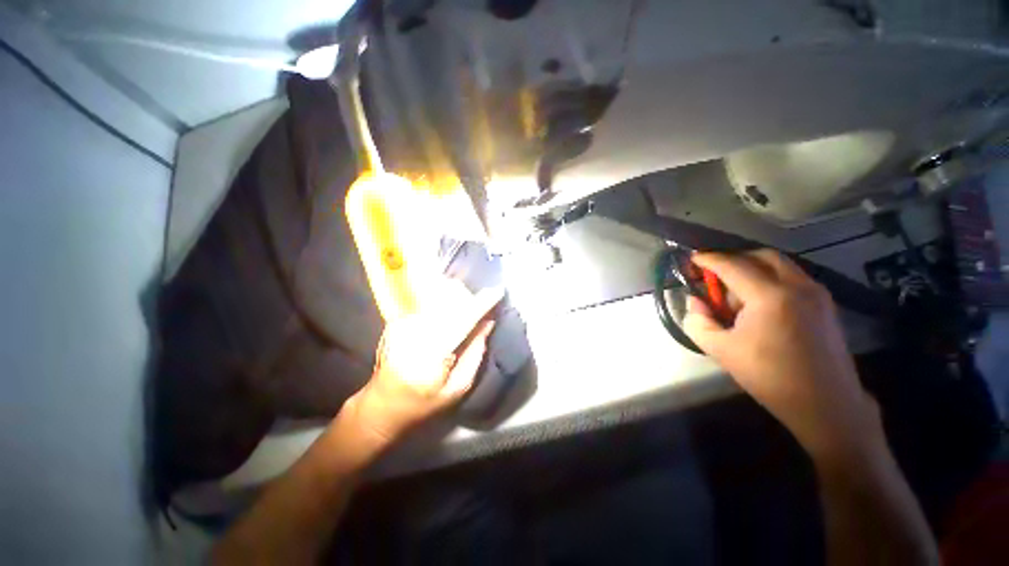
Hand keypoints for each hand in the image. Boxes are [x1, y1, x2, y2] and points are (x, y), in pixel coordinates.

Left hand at [344, 283, 503, 449]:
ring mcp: (402, 324)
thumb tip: (488, 323)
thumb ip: (475, 353)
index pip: (461, 321)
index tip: (498, 291)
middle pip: (447, 300)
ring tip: (463, 307)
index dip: (481, 304)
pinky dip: (441, 301)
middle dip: (468, 297)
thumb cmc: (423, 403)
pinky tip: (445, 313)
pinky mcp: (397, 319)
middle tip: (479, 306)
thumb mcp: (457, 388)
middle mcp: (414, 334)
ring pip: (436, 295)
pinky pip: (426, 300)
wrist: (381, 405)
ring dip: (455, 296)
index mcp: (430, 356)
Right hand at [682, 250, 884, 462]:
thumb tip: (695, 302)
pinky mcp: (825, 303)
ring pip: (779, 265)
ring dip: (752, 269)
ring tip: (736, 295)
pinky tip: (759, 303)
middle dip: (733, 259)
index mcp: (770, 296)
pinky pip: (792, 277)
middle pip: (760, 256)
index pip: (732, 265)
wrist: (826, 404)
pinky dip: (770, 279)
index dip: (708, 259)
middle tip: (714, 274)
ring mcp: (816, 293)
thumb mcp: (721, 350)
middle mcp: (797, 285)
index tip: (691, 258)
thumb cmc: (770, 377)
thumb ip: (698, 322)